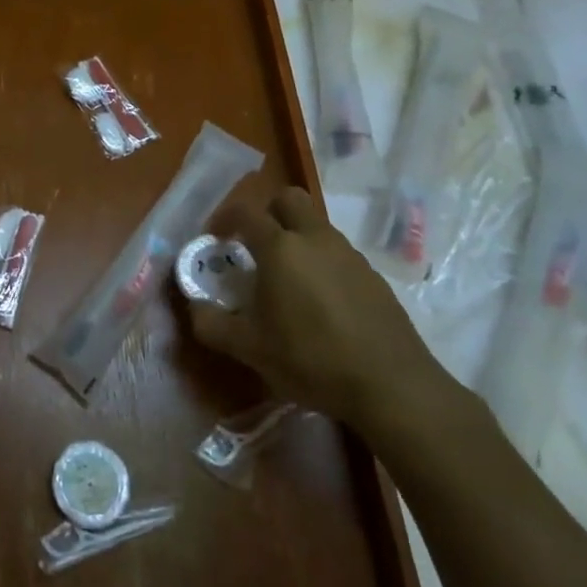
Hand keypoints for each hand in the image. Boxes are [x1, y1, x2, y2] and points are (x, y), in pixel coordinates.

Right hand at [185, 184, 456, 434]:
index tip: (216, 239)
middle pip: (289, 199)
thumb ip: (211, 323)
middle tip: (254, 245)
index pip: (246, 211)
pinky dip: (322, 264)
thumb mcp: (248, 348)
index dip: (225, 217)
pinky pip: (339, 255)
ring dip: (296, 239)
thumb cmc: (310, 359)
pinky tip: (320, 304)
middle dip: (268, 212)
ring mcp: (350, 256)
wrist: (391, 386)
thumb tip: (194, 307)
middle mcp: (315, 240)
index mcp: (280, 248)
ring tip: (286, 280)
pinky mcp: (374, 278)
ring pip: (317, 226)